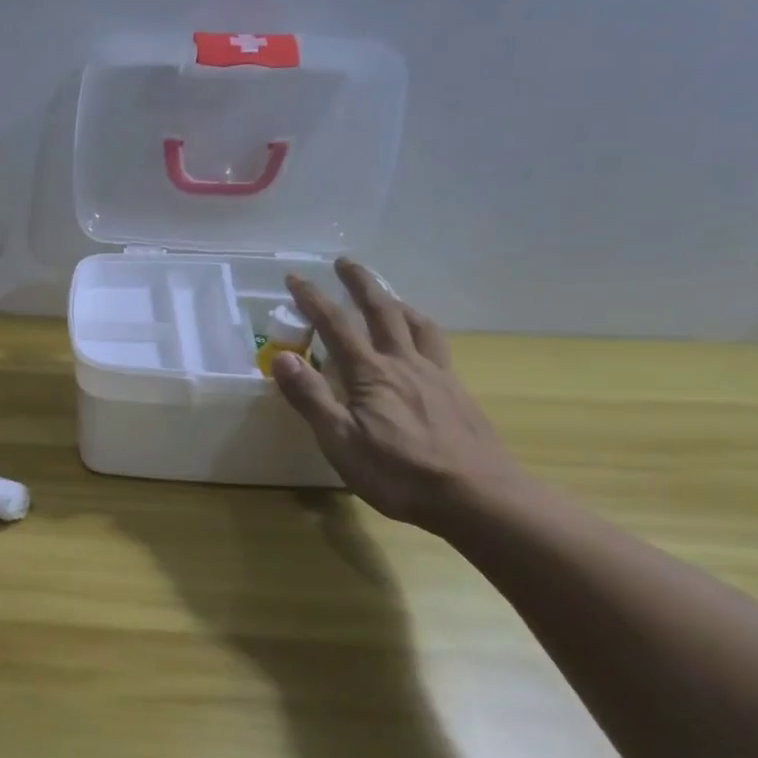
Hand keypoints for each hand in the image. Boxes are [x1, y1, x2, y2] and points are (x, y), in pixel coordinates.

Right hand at [270, 260, 528, 532]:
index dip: (313, 299)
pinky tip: (421, 340)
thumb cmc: (398, 472)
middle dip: (360, 283)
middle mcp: (403, 363)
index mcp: (370, 373)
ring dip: (396, 301)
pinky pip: (437, 345)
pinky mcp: (456, 391)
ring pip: (415, 323)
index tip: (295, 277)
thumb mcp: (339, 440)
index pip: (335, 325)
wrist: (477, 495)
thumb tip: (281, 356)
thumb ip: (310, 397)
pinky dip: (422, 328)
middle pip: (381, 310)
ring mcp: (435, 375)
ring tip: (386, 293)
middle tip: (344, 262)